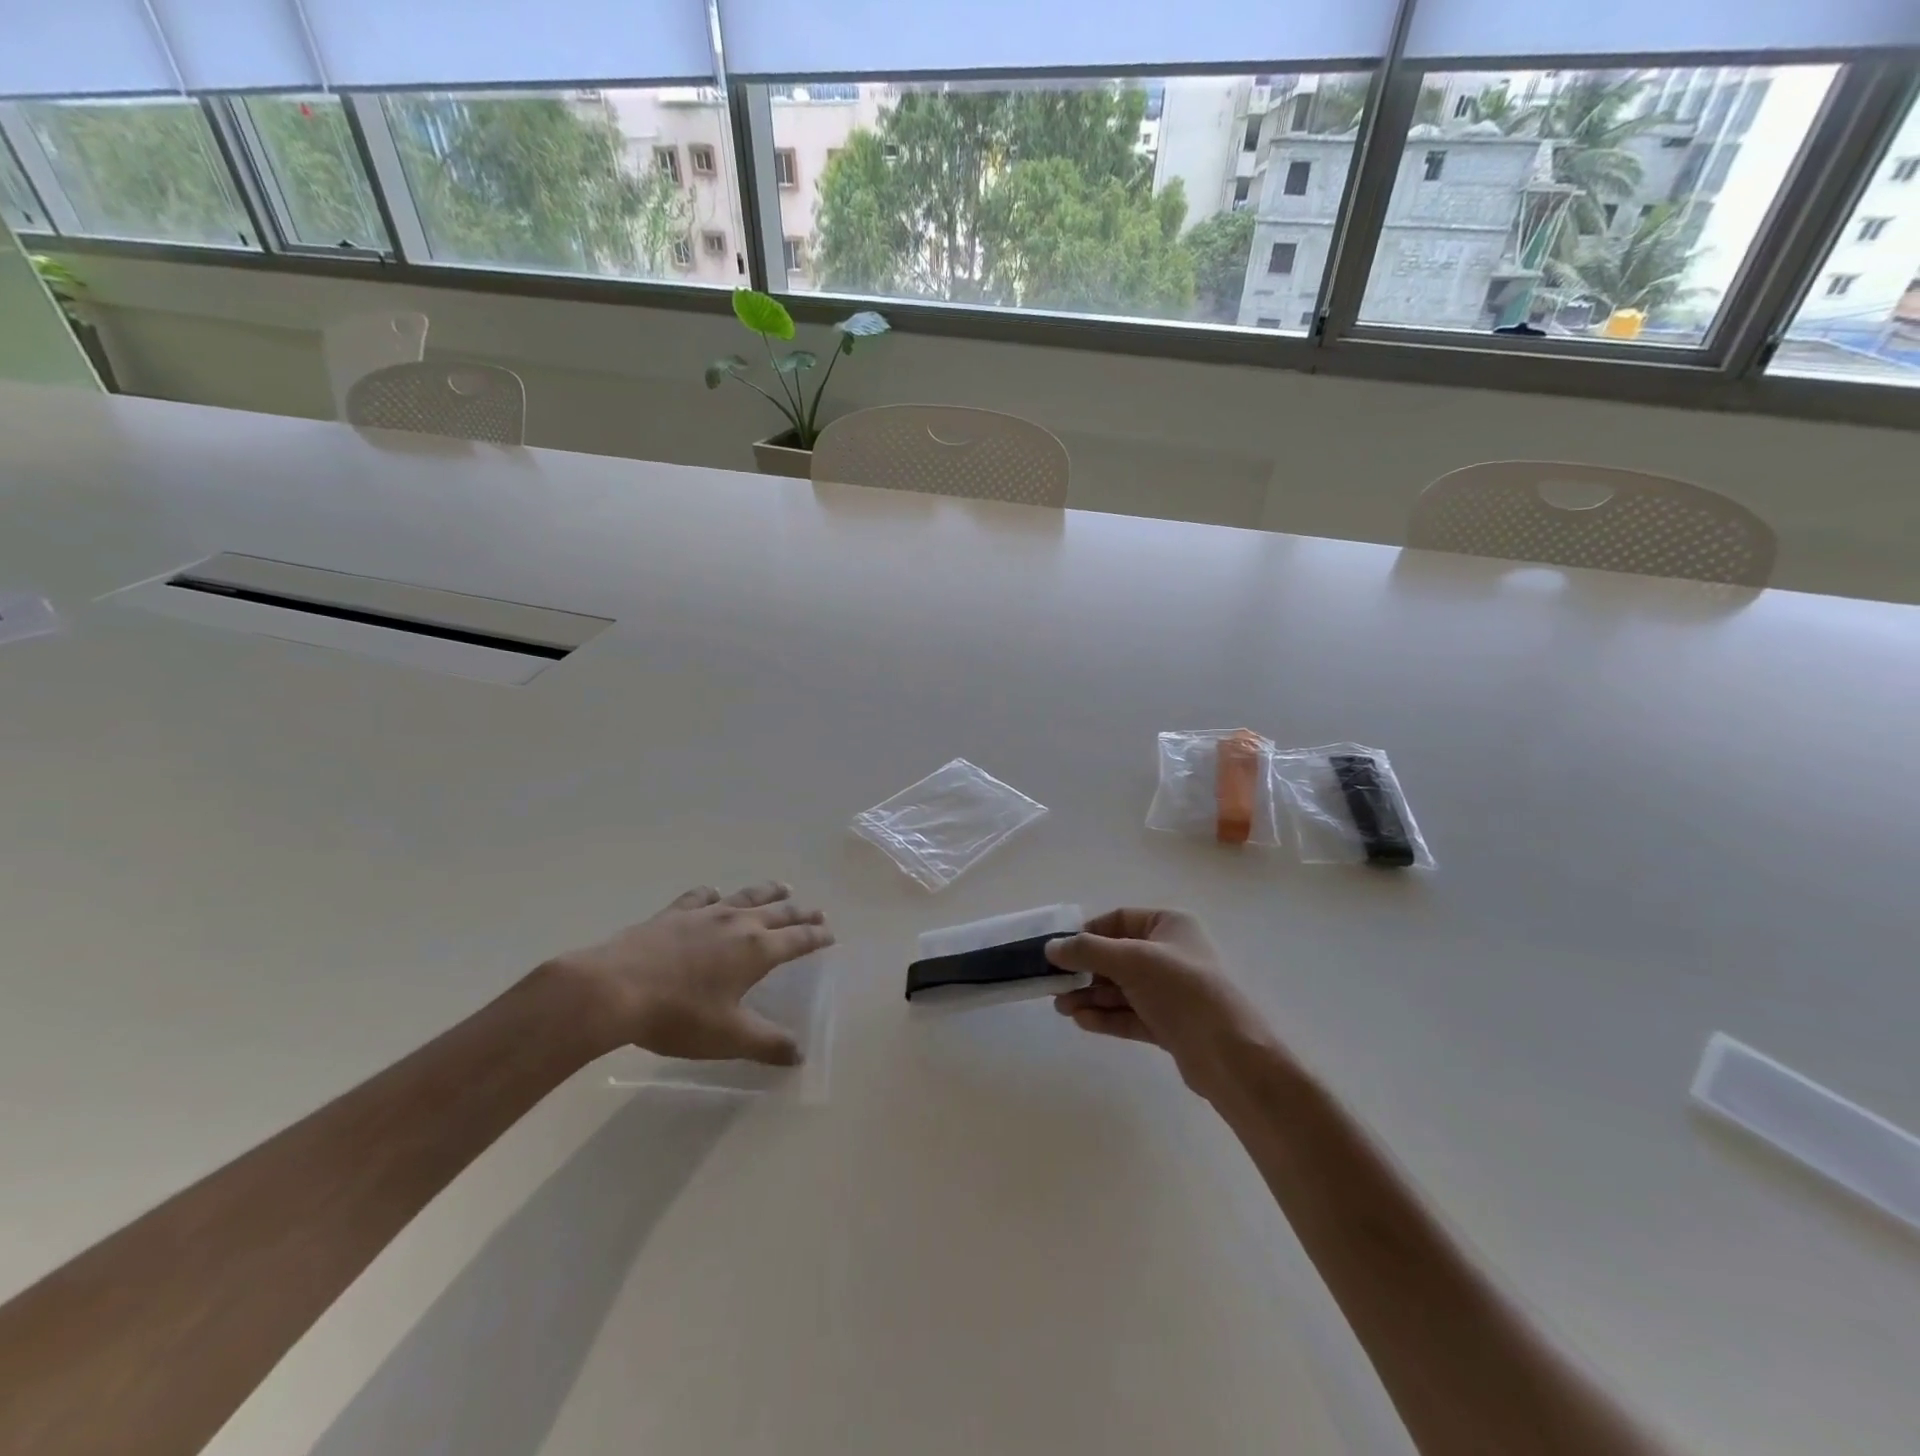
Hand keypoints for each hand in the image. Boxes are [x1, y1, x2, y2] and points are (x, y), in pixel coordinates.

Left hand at [545, 882, 833, 1065]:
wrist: (615, 989)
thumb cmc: (678, 1015)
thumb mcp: (728, 1037)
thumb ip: (767, 1044)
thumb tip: (799, 1054)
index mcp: (757, 950)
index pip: (798, 939)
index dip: (817, 937)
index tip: (831, 935)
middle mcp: (738, 923)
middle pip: (779, 912)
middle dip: (801, 912)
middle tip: (817, 911)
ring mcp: (705, 914)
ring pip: (746, 896)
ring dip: (768, 892)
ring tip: (783, 888)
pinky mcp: (674, 913)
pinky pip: (702, 897)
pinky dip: (715, 894)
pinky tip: (715, 894)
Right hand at [1046, 908, 1287, 1102]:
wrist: (1229, 1054)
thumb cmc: (1182, 990)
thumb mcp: (1131, 960)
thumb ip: (1088, 951)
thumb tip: (1051, 947)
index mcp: (1170, 925)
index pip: (1119, 920)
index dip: (1087, 934)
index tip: (1059, 951)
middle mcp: (1171, 954)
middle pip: (1117, 956)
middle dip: (1085, 971)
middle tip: (1054, 985)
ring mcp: (1170, 992)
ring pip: (1121, 988)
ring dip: (1091, 996)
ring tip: (1062, 1007)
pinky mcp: (1169, 1025)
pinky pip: (1129, 1014)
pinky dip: (1106, 1016)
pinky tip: (1081, 1020)